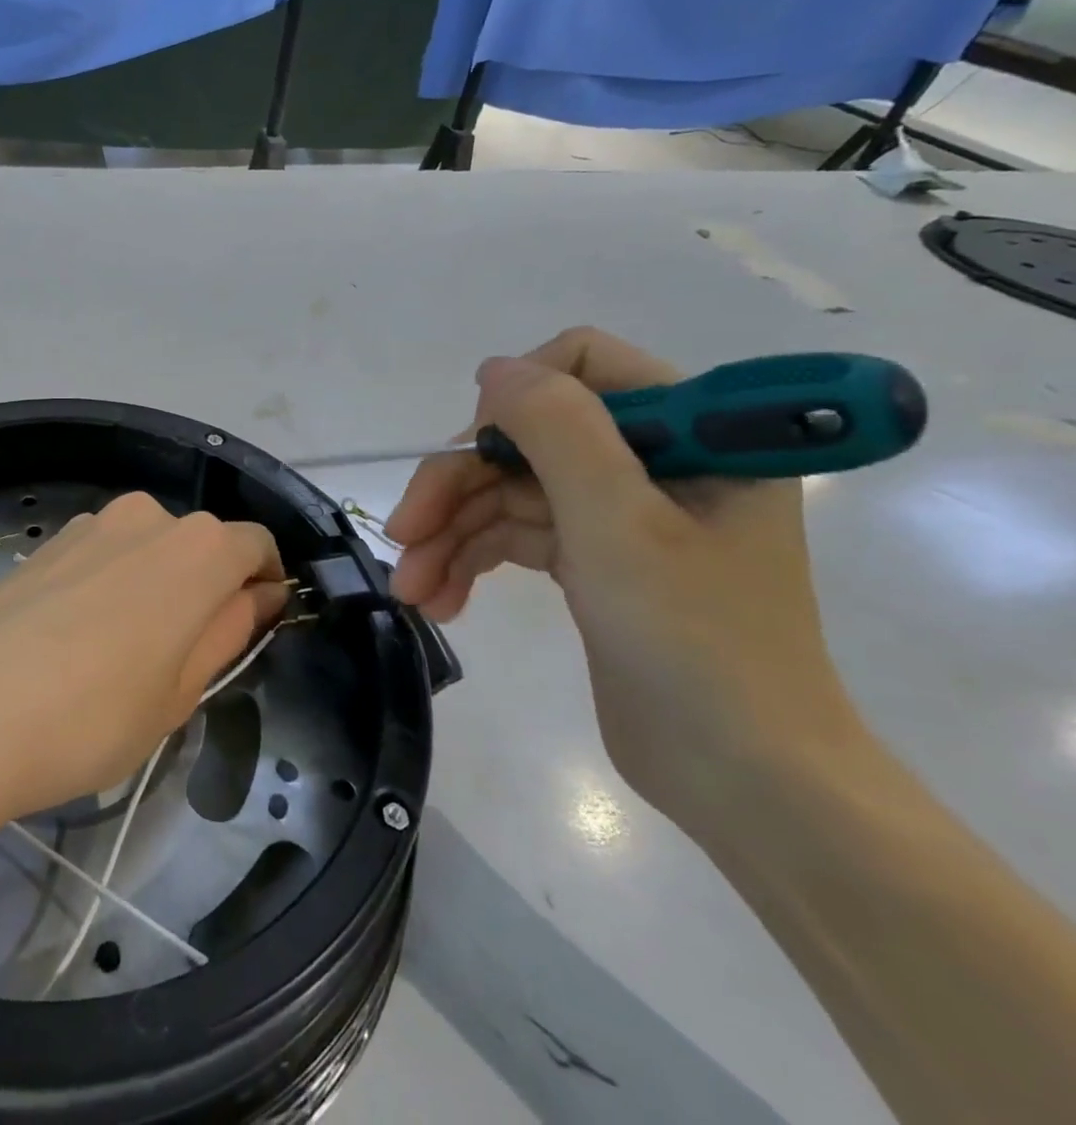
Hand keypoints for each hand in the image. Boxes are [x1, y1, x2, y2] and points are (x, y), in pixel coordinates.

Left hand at [0, 493, 287, 833]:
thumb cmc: (91, 715)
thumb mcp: (180, 691)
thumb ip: (228, 631)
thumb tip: (259, 596)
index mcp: (197, 548)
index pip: (255, 546)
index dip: (264, 584)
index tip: (255, 627)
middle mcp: (146, 517)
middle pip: (199, 544)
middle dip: (206, 589)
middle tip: (183, 660)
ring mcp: (88, 524)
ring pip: (146, 550)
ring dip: (154, 587)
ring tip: (121, 657)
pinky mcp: (43, 543)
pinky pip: (100, 556)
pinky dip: (109, 587)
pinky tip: (75, 642)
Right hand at [384, 327, 862, 826]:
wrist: (744, 783)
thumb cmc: (697, 643)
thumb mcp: (620, 524)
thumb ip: (559, 429)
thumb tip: (495, 369)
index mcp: (694, 433)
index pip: (586, 365)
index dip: (517, 399)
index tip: (474, 453)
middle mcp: (654, 462)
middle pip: (527, 439)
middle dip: (458, 486)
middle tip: (404, 535)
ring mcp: (619, 515)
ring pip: (509, 492)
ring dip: (451, 534)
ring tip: (409, 588)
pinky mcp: (592, 562)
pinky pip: (514, 537)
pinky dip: (471, 563)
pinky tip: (439, 601)